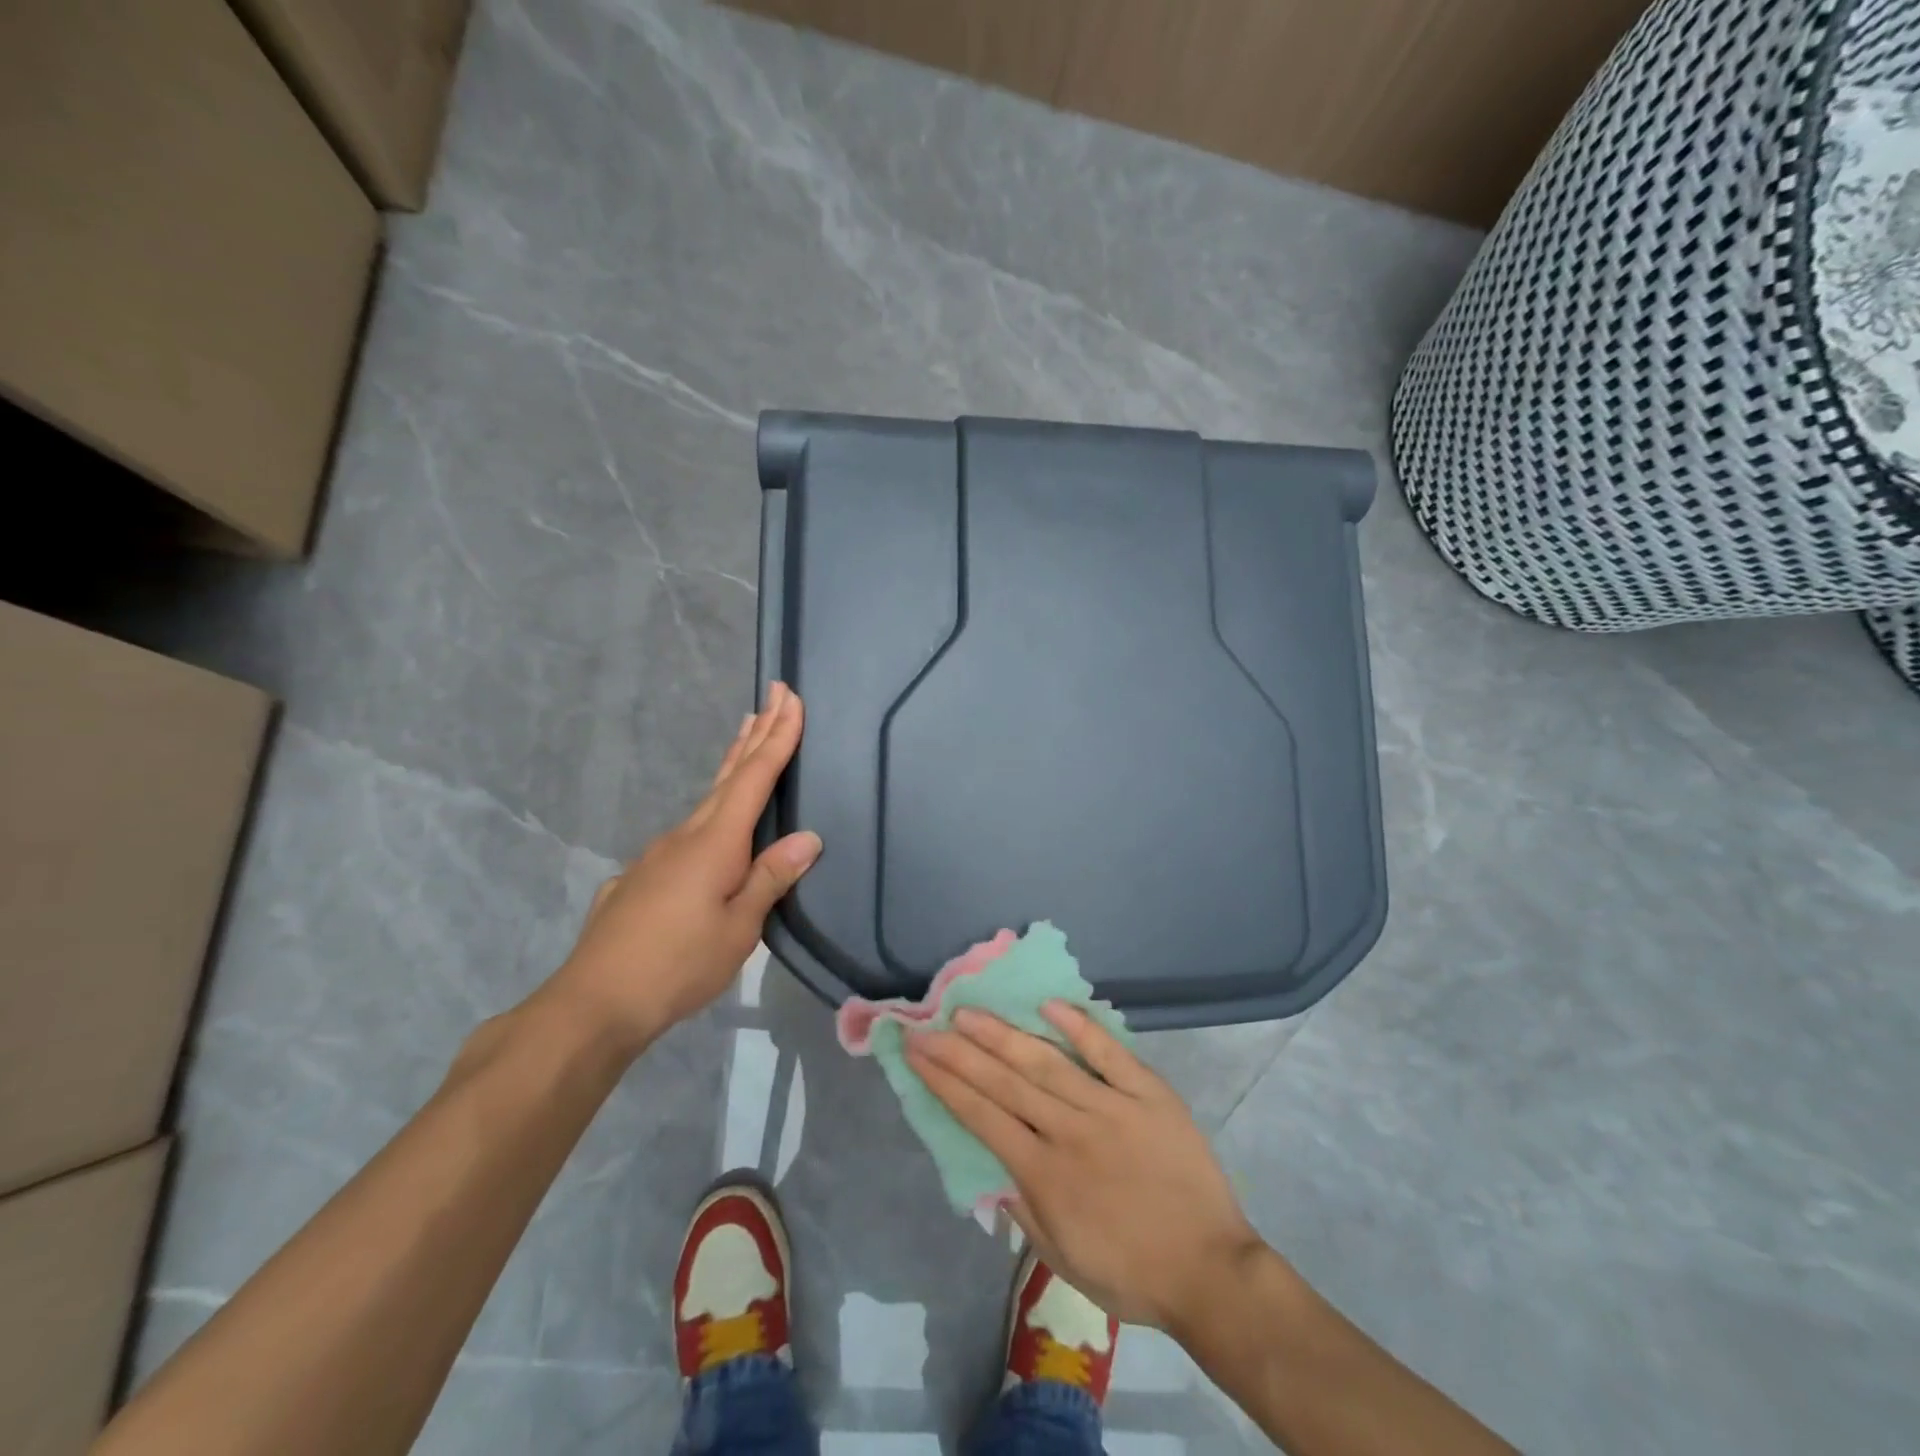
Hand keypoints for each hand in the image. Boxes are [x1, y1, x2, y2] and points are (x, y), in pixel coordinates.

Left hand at [548, 683, 820, 1050]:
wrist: (593, 1002)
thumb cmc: (677, 965)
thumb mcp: (738, 928)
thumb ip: (770, 878)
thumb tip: (809, 837)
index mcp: (715, 842)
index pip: (754, 777)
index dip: (776, 737)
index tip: (789, 697)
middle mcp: (685, 835)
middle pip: (727, 774)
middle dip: (755, 733)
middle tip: (771, 694)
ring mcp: (657, 854)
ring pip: (705, 800)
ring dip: (731, 766)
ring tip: (745, 737)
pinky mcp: (641, 876)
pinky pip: (686, 833)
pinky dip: (709, 812)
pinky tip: (708, 833)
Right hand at [906, 1002, 1265, 1333]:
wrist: (1211, 1272)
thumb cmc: (1132, 1274)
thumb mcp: (1062, 1260)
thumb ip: (1023, 1211)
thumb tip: (992, 1169)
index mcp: (1045, 1174)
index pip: (982, 1116)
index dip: (944, 1082)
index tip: (917, 1052)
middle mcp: (1069, 1131)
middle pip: (1004, 1082)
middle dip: (959, 1051)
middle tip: (928, 1023)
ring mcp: (1111, 1107)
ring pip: (1046, 1061)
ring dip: (1003, 1034)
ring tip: (970, 1011)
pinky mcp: (1148, 1094)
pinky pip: (1110, 1054)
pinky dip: (1080, 1027)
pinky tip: (1050, 1004)